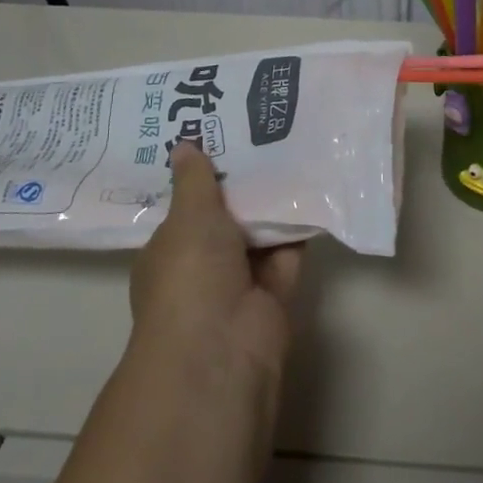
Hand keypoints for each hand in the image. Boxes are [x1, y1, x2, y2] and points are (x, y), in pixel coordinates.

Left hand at [129, 144, 304, 383]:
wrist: (222, 347)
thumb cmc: (191, 275)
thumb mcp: (189, 217)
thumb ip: (195, 181)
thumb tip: (184, 145)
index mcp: (168, 252)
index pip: (184, 209)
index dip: (202, 177)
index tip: (222, 138)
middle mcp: (201, 267)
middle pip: (225, 219)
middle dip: (243, 186)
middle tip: (264, 134)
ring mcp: (239, 283)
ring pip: (258, 235)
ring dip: (273, 204)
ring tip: (293, 150)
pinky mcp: (274, 295)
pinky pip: (288, 252)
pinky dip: (298, 227)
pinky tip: (313, 188)